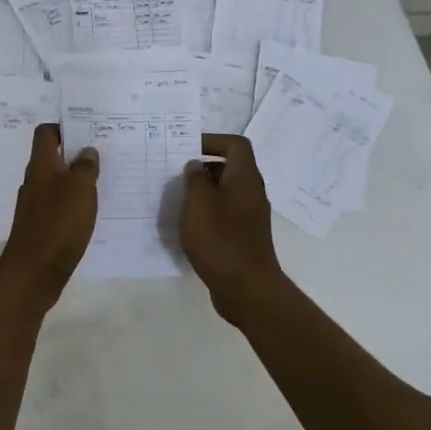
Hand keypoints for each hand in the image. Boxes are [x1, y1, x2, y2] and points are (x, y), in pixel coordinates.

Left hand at [0, 124, 98, 306]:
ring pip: (56, 182)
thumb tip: (86, 150)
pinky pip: (58, 205)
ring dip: (76, 180)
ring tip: (102, 183)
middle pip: (52, 157)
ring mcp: (34, 205)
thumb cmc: (58, 224)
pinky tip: (90, 213)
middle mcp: (34, 181)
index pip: (46, 133)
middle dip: (75, 154)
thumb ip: (85, 166)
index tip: (88, 132)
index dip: (64, 128)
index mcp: (40, 165)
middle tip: (104, 156)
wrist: (32, 273)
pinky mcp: (40, 226)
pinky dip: (73, 204)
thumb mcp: (80, 189)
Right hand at [180, 133, 284, 318]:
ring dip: (204, 192)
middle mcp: (252, 192)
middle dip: (204, 168)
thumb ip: (195, 179)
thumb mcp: (198, 204)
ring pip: (227, 192)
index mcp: (245, 178)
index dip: (212, 141)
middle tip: (178, 176)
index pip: (235, 144)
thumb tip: (197, 166)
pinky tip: (190, 227)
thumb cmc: (220, 240)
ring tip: (179, 201)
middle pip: (231, 167)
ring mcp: (251, 216)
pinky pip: (226, 213)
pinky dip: (209, 213)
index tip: (188, 150)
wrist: (247, 288)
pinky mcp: (245, 236)